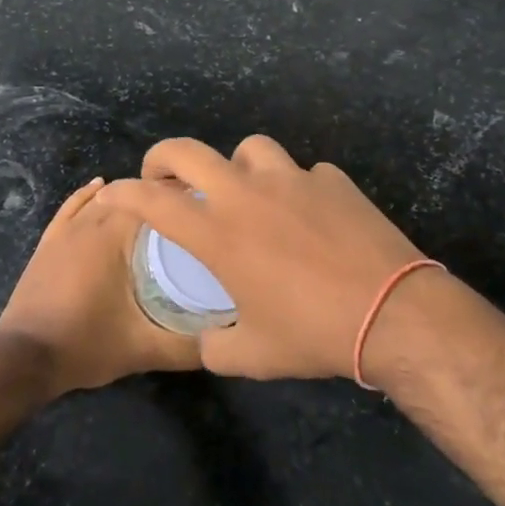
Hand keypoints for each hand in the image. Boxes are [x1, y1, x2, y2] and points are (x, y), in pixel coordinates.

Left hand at [0, 179, 200, 396]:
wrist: (23, 359)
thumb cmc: (86, 346)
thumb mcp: (145, 349)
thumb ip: (189, 346)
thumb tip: (229, 338)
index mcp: (115, 235)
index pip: (157, 199)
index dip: (185, 198)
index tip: (209, 207)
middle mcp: (91, 221)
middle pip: (134, 196)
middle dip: (162, 200)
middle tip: (192, 214)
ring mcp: (66, 229)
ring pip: (104, 199)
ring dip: (130, 198)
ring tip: (158, 208)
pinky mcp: (49, 241)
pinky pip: (73, 206)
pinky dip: (89, 194)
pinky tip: (100, 186)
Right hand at [98, 137, 430, 380]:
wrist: (393, 313)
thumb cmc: (313, 334)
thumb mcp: (252, 356)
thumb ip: (216, 344)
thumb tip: (210, 338)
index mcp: (219, 234)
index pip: (152, 201)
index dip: (123, 194)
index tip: (111, 196)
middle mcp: (247, 194)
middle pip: (189, 151)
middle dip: (163, 158)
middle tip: (165, 178)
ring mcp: (293, 179)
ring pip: (250, 149)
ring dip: (236, 167)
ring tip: (246, 193)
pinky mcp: (333, 180)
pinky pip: (304, 173)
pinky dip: (296, 189)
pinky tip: (309, 217)